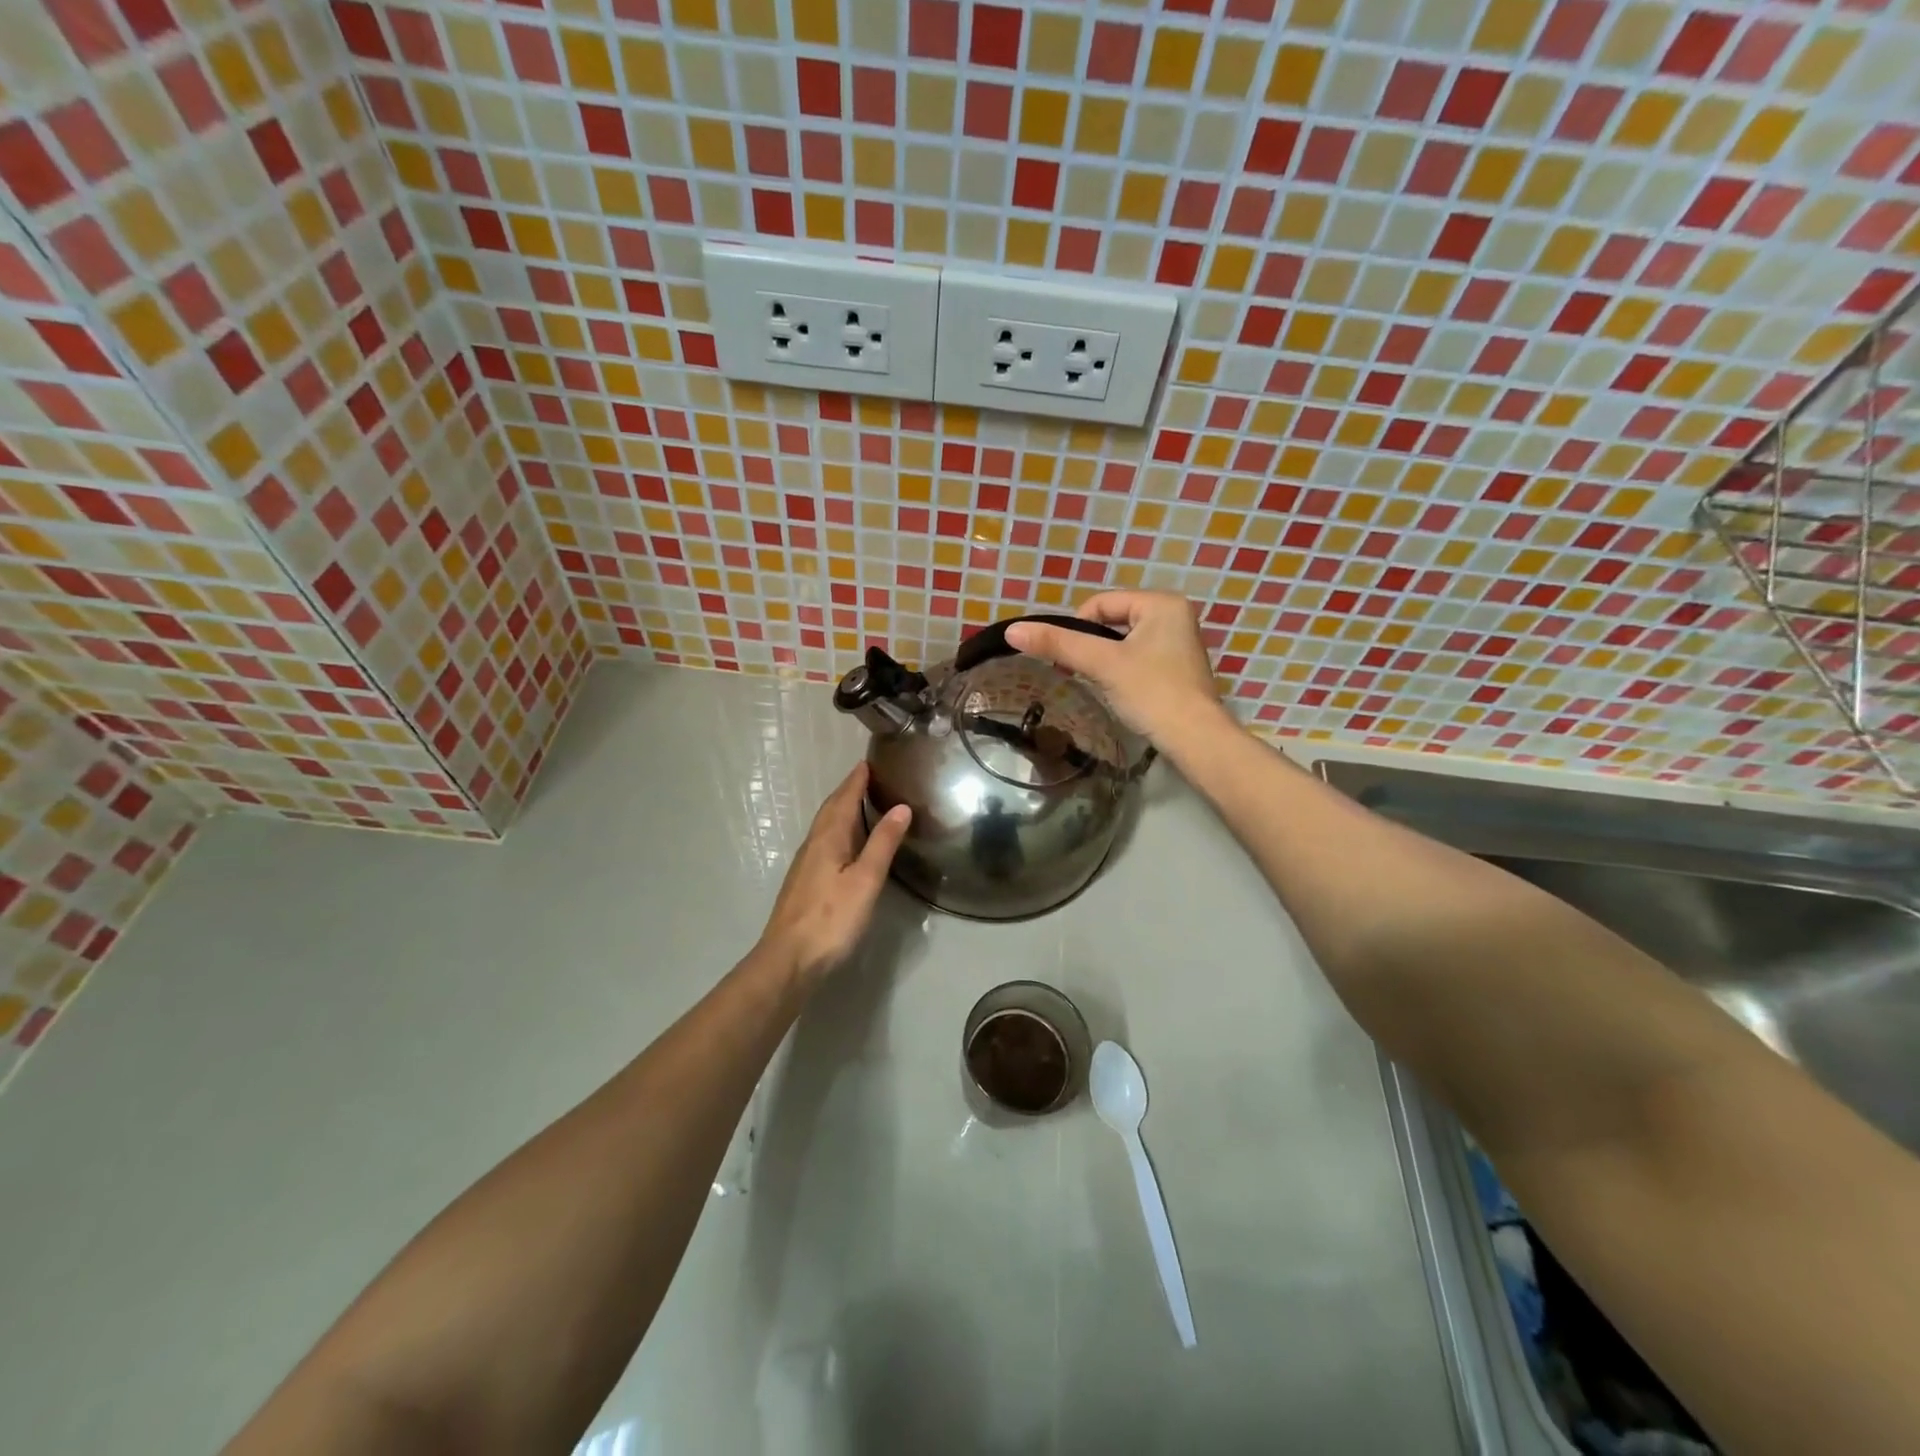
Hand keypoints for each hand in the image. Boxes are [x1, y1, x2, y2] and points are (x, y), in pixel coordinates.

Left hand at [758, 762, 911, 986]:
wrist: (788, 960)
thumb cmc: (831, 918)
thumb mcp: (866, 880)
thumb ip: (883, 843)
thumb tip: (901, 806)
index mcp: (828, 839)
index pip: (843, 799)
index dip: (855, 781)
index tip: (867, 762)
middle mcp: (813, 845)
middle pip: (830, 810)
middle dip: (847, 791)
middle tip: (866, 777)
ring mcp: (806, 865)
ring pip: (825, 827)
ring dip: (841, 810)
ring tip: (860, 803)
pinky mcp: (805, 883)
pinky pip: (823, 842)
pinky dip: (837, 831)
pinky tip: (845, 843)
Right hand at [1005, 592, 1224, 746]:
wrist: (1195, 739)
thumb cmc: (1151, 693)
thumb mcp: (1102, 664)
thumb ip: (1058, 644)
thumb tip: (1011, 630)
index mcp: (1161, 602)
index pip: (1100, 604)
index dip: (1076, 628)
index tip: (1066, 660)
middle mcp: (1174, 614)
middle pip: (1112, 621)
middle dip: (1091, 646)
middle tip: (1078, 673)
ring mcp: (1179, 642)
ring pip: (1123, 642)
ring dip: (1104, 660)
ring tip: (1098, 683)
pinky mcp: (1177, 667)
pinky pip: (1138, 657)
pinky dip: (1121, 670)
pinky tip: (1120, 691)